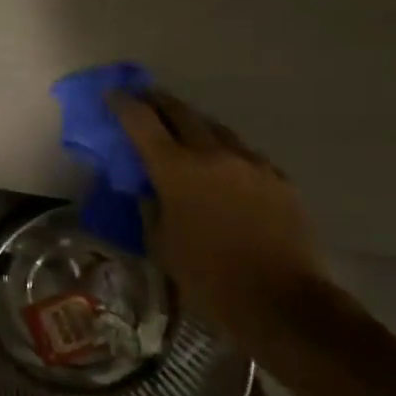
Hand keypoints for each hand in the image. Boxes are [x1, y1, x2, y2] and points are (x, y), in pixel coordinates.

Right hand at [107, 88, 326, 331]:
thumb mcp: (161, 243)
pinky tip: (223, 166)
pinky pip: (244, 153)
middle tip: (145, 98)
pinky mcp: (278, 179)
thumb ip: (151, 206)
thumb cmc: (208, 277)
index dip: (123, 104)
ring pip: (216, 128)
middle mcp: (213, 154)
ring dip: (194, 124)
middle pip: (181, 112)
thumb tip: (148, 187)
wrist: (283, 301)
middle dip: (159, 102)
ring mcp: (251, 163)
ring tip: (182, 129)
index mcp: (176, 169)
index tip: (112, 94)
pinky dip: (225, 151)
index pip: (142, 122)